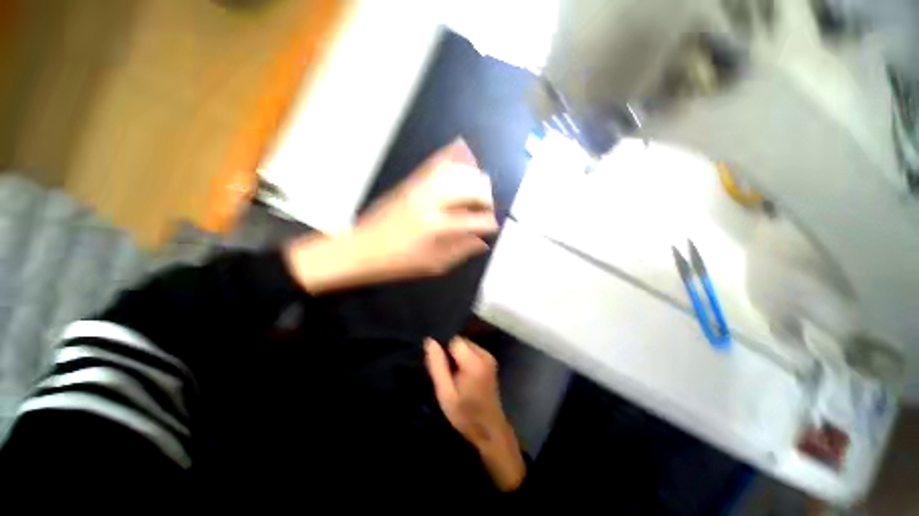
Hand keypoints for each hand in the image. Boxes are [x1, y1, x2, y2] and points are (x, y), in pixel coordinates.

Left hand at [286, 140, 497, 293]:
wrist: (360, 249)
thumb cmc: (397, 263)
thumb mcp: (432, 265)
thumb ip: (460, 251)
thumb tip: (482, 242)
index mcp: (437, 228)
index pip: (475, 220)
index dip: (489, 223)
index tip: (493, 226)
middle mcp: (431, 203)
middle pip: (469, 190)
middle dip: (485, 197)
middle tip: (487, 208)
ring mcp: (418, 189)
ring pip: (455, 171)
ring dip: (473, 176)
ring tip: (479, 186)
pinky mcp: (409, 183)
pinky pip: (434, 163)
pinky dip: (451, 156)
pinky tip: (462, 153)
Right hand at [424, 337, 525, 491]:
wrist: (489, 429)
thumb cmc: (465, 414)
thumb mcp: (445, 394)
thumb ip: (437, 366)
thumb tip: (430, 341)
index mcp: (474, 362)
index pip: (454, 341)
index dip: (444, 351)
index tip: (441, 368)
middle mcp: (484, 355)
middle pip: (461, 341)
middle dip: (451, 354)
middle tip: (448, 375)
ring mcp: (489, 357)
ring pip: (466, 345)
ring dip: (458, 356)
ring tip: (455, 377)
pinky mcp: (490, 361)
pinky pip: (472, 351)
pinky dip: (465, 359)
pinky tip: (463, 376)